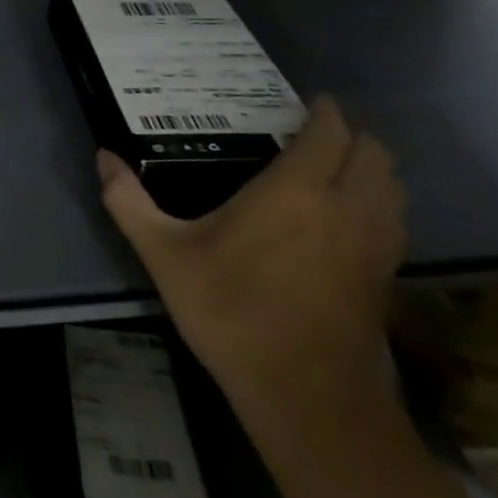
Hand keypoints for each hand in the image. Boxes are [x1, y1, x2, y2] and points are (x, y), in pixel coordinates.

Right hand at [98, 100, 405, 447]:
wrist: (304, 395)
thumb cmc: (231, 311)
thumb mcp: (164, 254)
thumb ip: (129, 201)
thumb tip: (103, 157)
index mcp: (296, 191)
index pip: (330, 133)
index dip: (325, 111)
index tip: (305, 102)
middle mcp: (346, 207)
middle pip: (374, 152)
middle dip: (352, 134)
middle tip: (311, 133)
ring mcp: (375, 244)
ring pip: (392, 185)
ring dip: (370, 167)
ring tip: (332, 168)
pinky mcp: (386, 276)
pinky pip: (394, 218)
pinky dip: (379, 201)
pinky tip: (344, 218)